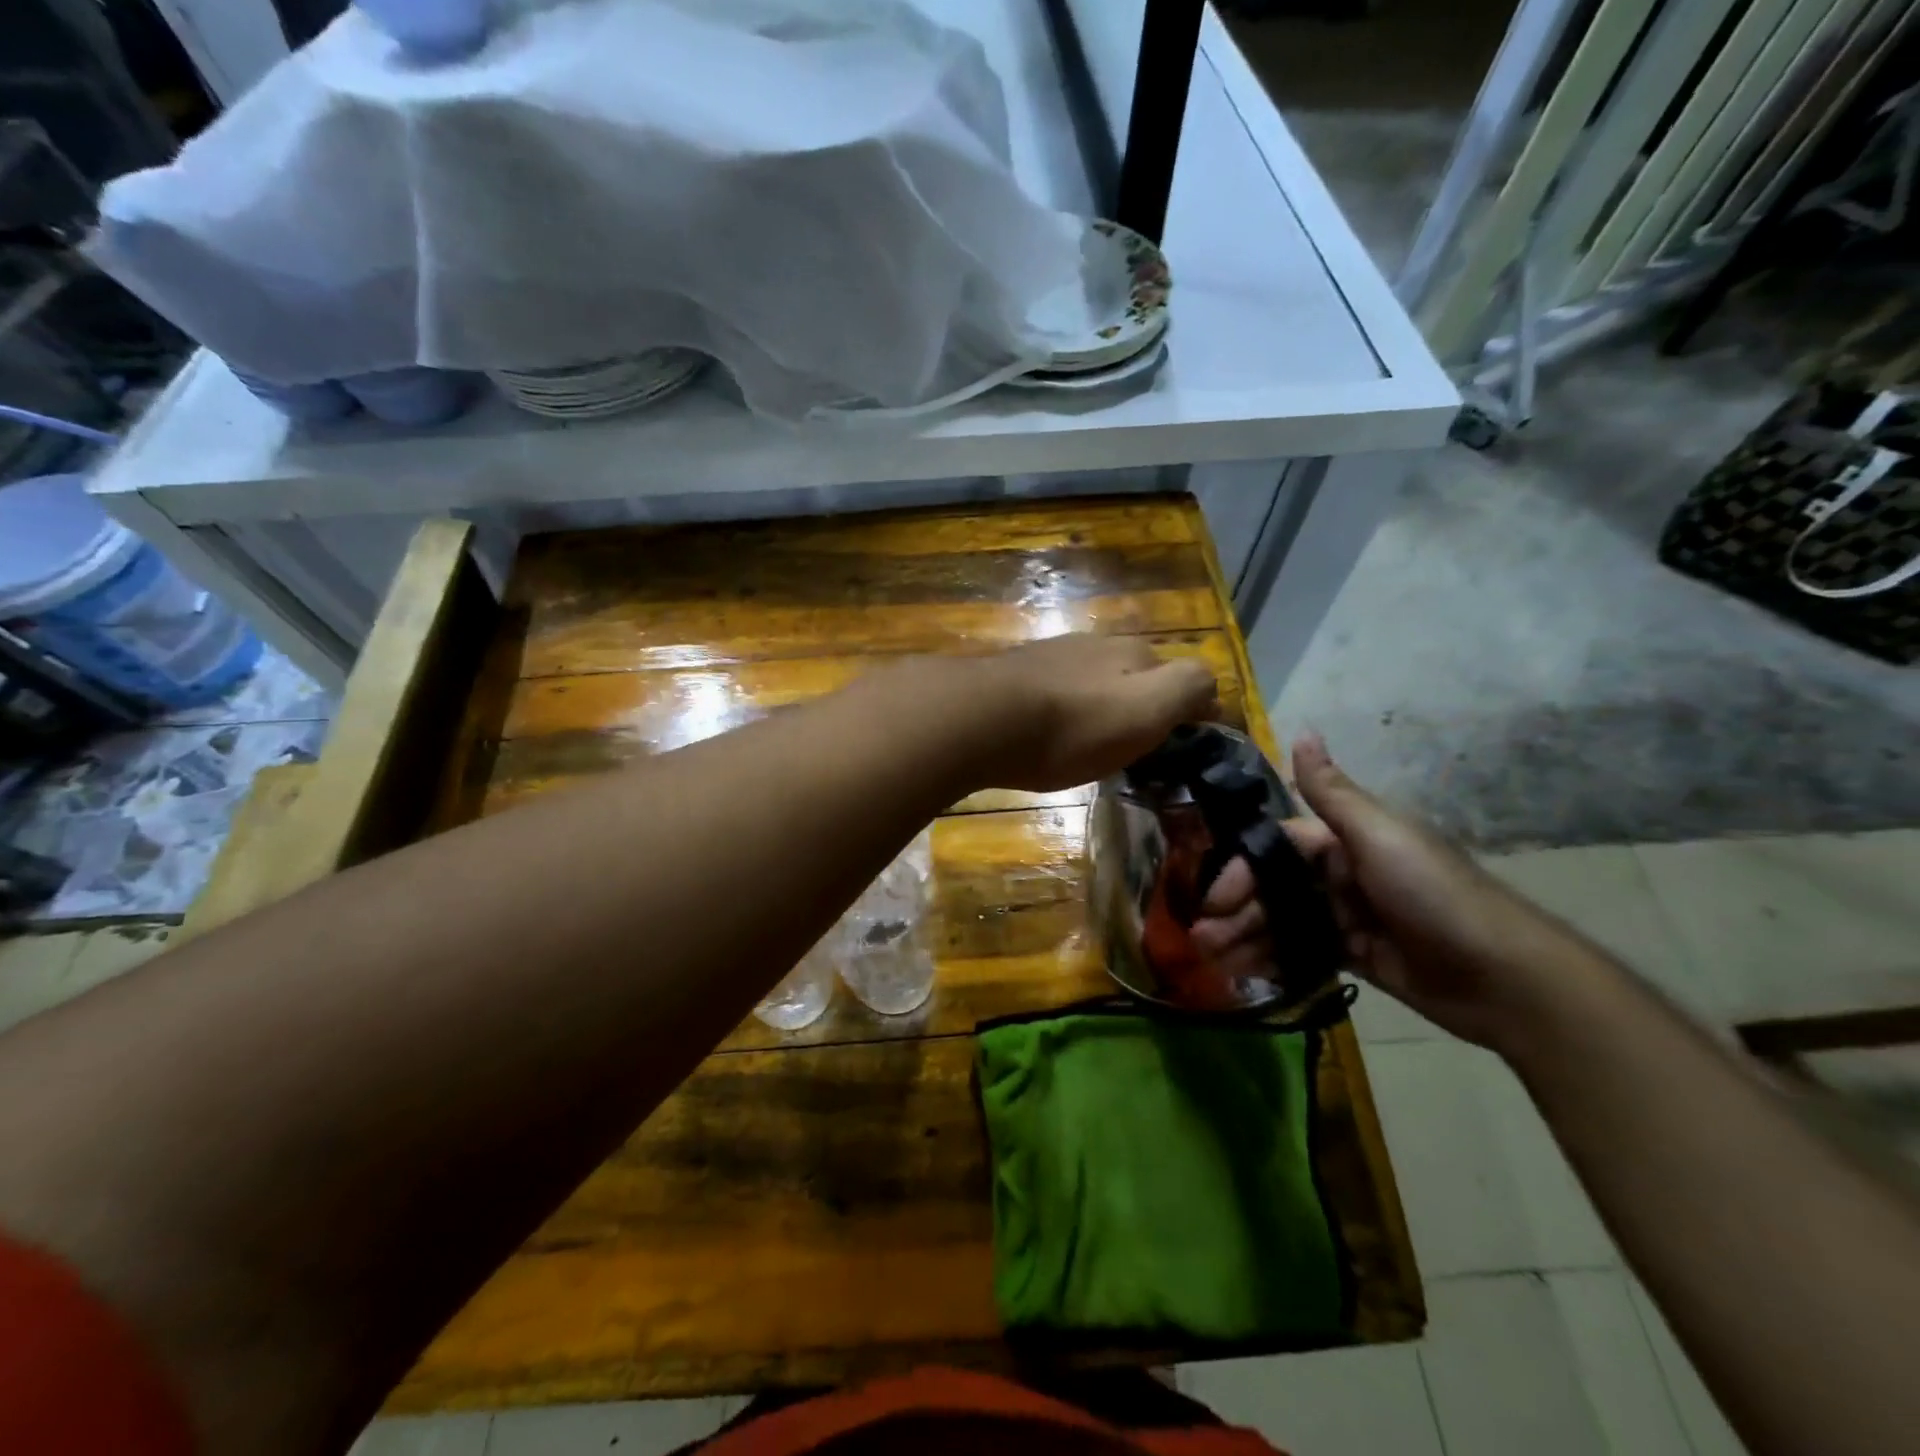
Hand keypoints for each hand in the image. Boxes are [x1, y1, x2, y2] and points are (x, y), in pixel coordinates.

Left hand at [946, 635, 1217, 792]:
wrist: (981, 719)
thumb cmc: (1072, 725)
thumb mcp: (1147, 709)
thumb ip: (1188, 689)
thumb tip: (1212, 690)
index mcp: (1133, 653)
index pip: (1181, 676)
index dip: (1190, 711)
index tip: (1185, 748)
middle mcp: (1094, 645)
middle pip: (1134, 676)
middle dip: (1142, 707)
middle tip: (1136, 752)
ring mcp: (1050, 657)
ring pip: (1091, 682)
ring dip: (1099, 709)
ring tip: (1092, 748)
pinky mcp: (1013, 676)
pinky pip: (1053, 694)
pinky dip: (1062, 713)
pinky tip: (1049, 736)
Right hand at [1198, 734, 1608, 1047]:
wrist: (1505, 977)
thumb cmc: (1434, 895)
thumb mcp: (1379, 836)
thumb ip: (1333, 793)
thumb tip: (1303, 731)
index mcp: (1346, 840)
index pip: (1278, 847)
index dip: (1242, 870)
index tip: (1213, 900)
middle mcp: (1342, 873)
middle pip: (1274, 887)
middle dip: (1235, 911)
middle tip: (1202, 940)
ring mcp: (1349, 916)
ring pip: (1282, 921)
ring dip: (1245, 938)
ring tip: (1213, 963)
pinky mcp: (1357, 955)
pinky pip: (1303, 952)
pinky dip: (1273, 960)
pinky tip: (1244, 974)